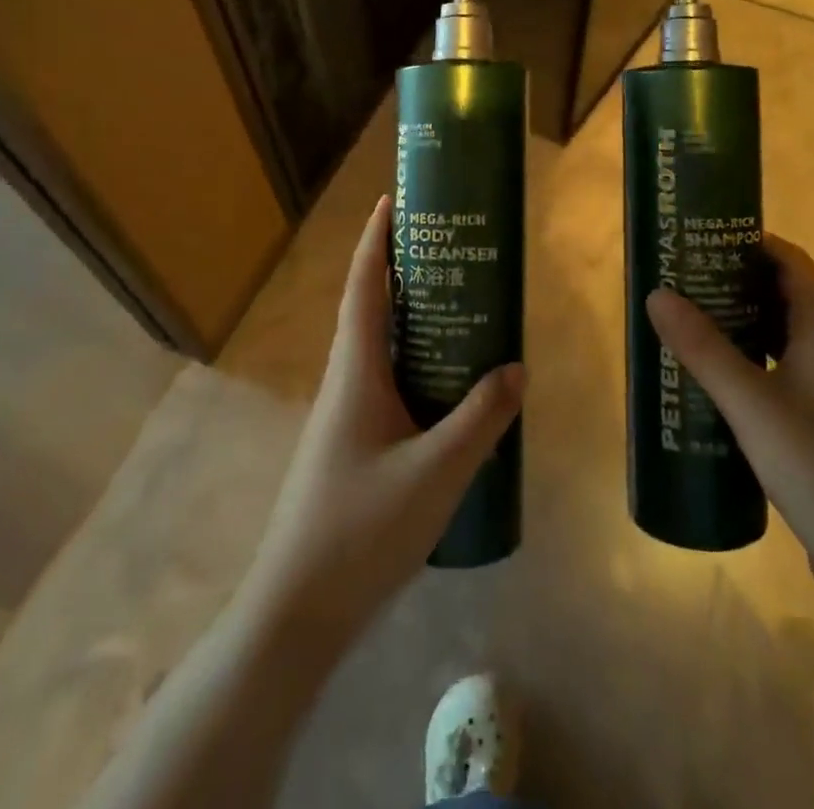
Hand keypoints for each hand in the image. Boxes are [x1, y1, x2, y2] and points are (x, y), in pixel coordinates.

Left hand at [239, 195, 524, 642]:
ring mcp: (345, 416)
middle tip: (451, 250)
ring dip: (412, 320)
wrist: (296, 612)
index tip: (393, 200)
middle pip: (372, 309)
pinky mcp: (353, 445)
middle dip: (403, 271)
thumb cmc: (359, 530)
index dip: (375, 239)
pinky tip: (450, 387)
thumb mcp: (434, 474)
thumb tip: (517, 368)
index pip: (363, 286)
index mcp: (355, 371)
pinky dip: (416, 365)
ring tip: (461, 307)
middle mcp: (345, 382)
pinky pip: (388, 384)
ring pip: (380, 349)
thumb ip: (480, 420)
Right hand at [646, 235, 813, 606]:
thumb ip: (704, 349)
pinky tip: (714, 382)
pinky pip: (780, 372)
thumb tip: (657, 293)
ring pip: (780, 336)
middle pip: (783, 295)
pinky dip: (748, 361)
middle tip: (681, 279)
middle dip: (734, 281)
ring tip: (687, 322)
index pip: (791, 262)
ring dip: (739, 322)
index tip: (701, 238)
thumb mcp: (752, 406)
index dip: (750, 242)